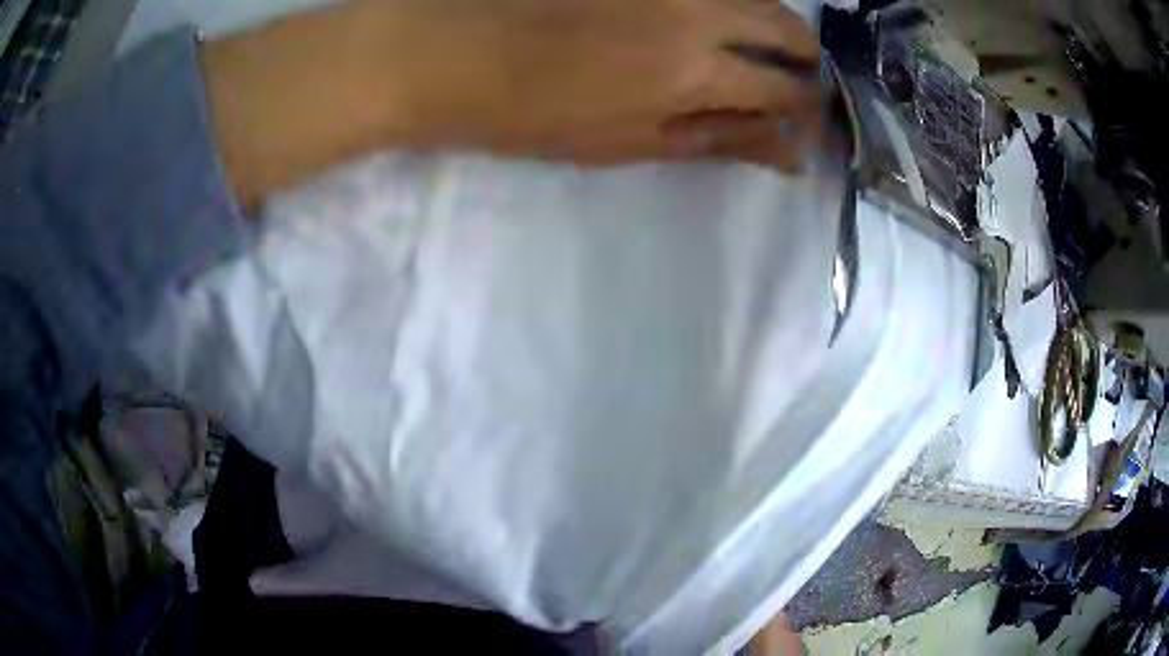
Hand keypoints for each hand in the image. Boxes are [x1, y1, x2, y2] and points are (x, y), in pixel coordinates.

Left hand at [203, 0, 820, 207]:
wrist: (448, 52)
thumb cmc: (530, 113)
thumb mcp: (627, 145)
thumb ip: (717, 141)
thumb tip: (789, 154)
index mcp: (694, 72)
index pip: (788, 90)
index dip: (807, 111)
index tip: (805, 123)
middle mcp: (698, 11)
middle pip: (789, 27)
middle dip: (801, 59)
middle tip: (783, 81)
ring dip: (766, 24)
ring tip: (743, 50)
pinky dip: (724, 3)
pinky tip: (703, 23)